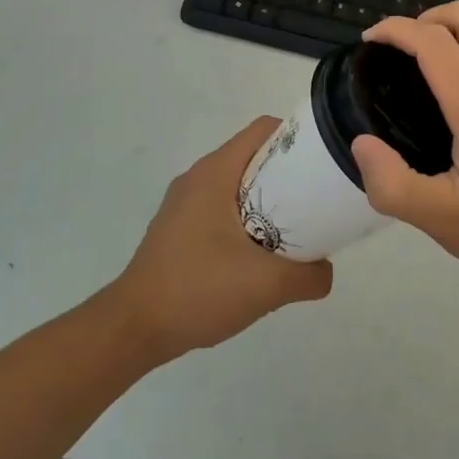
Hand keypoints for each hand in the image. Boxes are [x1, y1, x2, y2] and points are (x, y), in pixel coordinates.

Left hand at [113, 117, 332, 359]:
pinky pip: (223, 208)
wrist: (134, 328)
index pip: (264, 130)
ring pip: (239, 185)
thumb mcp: (267, 285)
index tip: (324, 164)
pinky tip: (259, 256)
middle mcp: (198, 178)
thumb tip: (325, 270)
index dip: (299, 139)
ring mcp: (184, 203)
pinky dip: (248, 220)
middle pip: (255, 157)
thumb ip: (310, 276)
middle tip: (317, 202)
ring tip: (295, 231)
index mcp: (215, 172)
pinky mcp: (178, 228)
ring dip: (269, 201)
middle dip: (290, 174)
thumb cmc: (198, 290)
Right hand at [351, 0, 458, 306]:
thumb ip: (393, 185)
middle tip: (398, 50)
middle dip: (428, 16)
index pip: (434, 41)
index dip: (395, 29)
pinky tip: (452, 104)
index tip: (367, 41)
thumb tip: (361, 144)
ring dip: (451, 34)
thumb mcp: (444, 223)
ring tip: (418, 74)